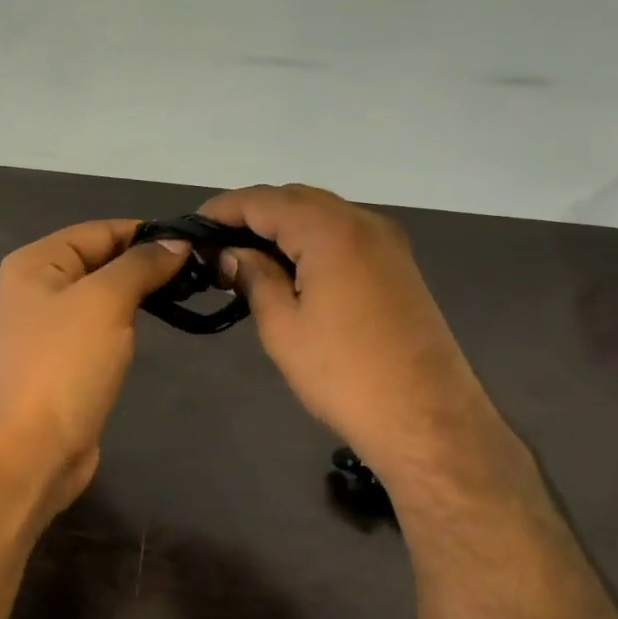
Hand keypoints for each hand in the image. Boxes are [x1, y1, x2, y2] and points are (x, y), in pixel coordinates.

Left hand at [0, 220, 188, 515]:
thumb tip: (177, 242)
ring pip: (104, 292)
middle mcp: (38, 286)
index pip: (99, 230)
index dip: (146, 232)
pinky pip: (103, 323)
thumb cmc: (65, 365)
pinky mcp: (66, 356)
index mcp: (36, 262)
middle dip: (146, 261)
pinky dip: (129, 318)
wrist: (34, 448)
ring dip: (141, 290)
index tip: (195, 241)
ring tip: (187, 290)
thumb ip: (141, 265)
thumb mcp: (105, 302)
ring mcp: (50, 324)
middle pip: (101, 259)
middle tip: (200, 268)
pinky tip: (157, 320)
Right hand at [198, 184, 526, 493]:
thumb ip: (254, 277)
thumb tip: (231, 254)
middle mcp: (363, 222)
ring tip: (244, 258)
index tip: (191, 228)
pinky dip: (310, 241)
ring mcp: (387, 242)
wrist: (426, 418)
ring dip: (281, 227)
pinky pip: (343, 235)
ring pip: (321, 215)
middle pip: (295, 200)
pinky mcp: (398, 265)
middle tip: (215, 246)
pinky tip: (289, 268)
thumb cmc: (344, 373)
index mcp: (331, 230)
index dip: (223, 209)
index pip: (264, 201)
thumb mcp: (283, 326)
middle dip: (252, 215)